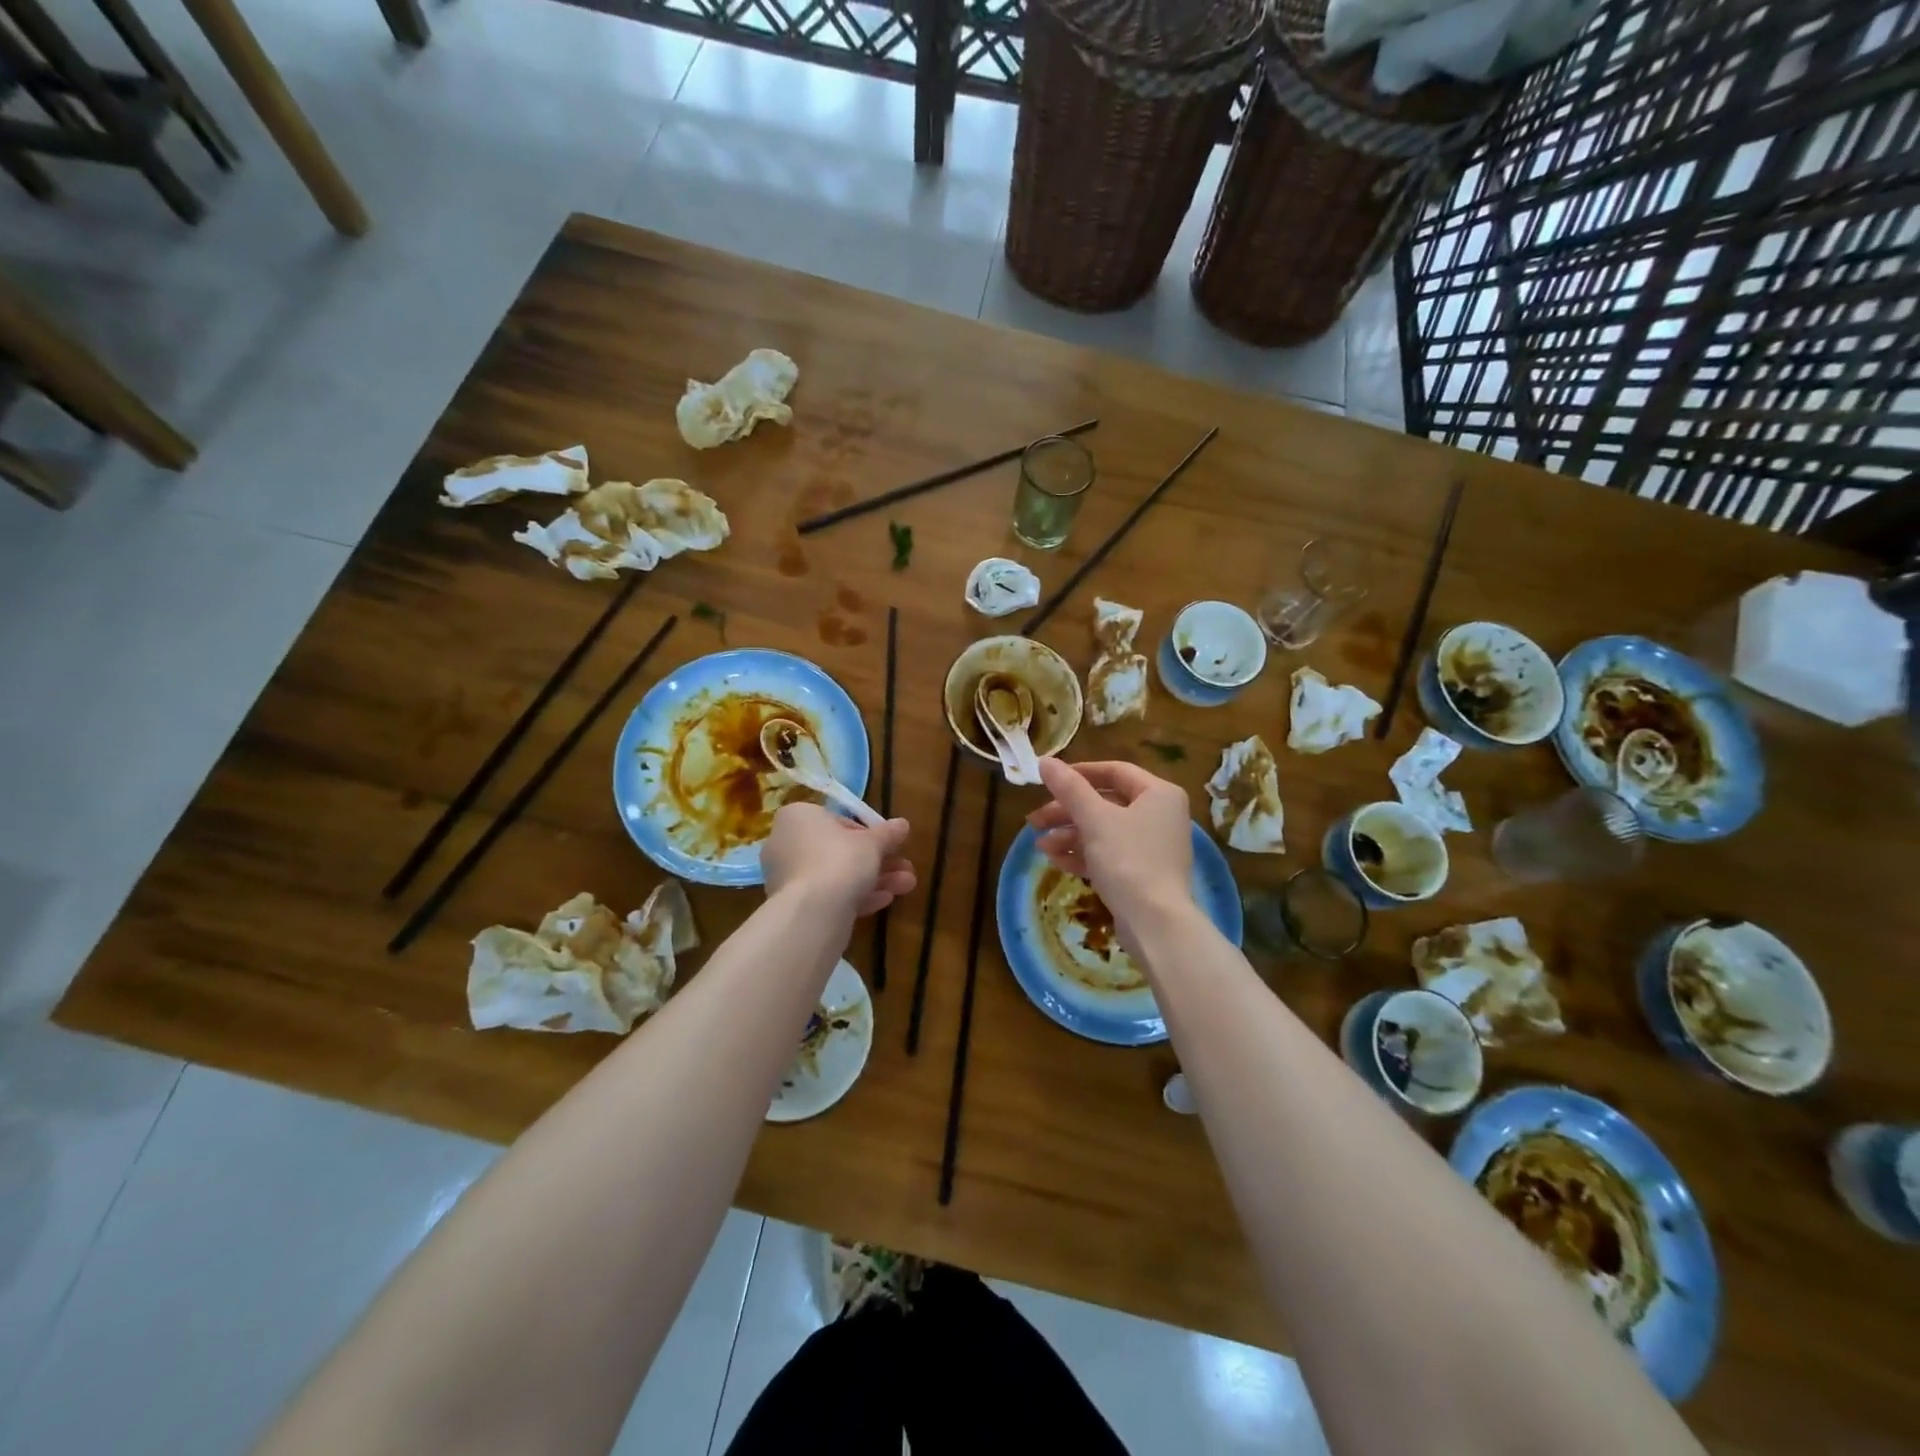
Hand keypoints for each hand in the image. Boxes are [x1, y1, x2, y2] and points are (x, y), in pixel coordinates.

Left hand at [762, 803, 915, 916]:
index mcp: (799, 817)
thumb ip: (888, 833)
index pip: (838, 821)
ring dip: (874, 879)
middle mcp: (787, 843)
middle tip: (905, 867)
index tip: (889, 844)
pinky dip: (856, 896)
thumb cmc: (841, 859)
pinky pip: (829, 895)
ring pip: (837, 875)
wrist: (813, 911)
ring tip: (907, 886)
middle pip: (839, 850)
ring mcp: (788, 877)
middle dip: (877, 861)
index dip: (868, 833)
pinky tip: (885, 901)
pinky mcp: (795, 905)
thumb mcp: (873, 842)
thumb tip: (902, 824)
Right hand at [1029, 759, 1193, 928]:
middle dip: (1067, 812)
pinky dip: (1083, 854)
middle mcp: (1160, 815)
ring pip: (1103, 830)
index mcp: (1158, 794)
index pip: (1114, 771)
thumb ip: (1069, 788)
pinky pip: (1109, 854)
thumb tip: (1044, 761)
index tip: (1048, 781)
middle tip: (1034, 821)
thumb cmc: (1128, 860)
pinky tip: (1056, 861)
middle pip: (1105, 803)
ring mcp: (1152, 846)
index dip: (1079, 773)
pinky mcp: (1142, 873)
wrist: (1155, 923)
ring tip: (1040, 846)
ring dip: (1069, 835)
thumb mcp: (1094, 819)